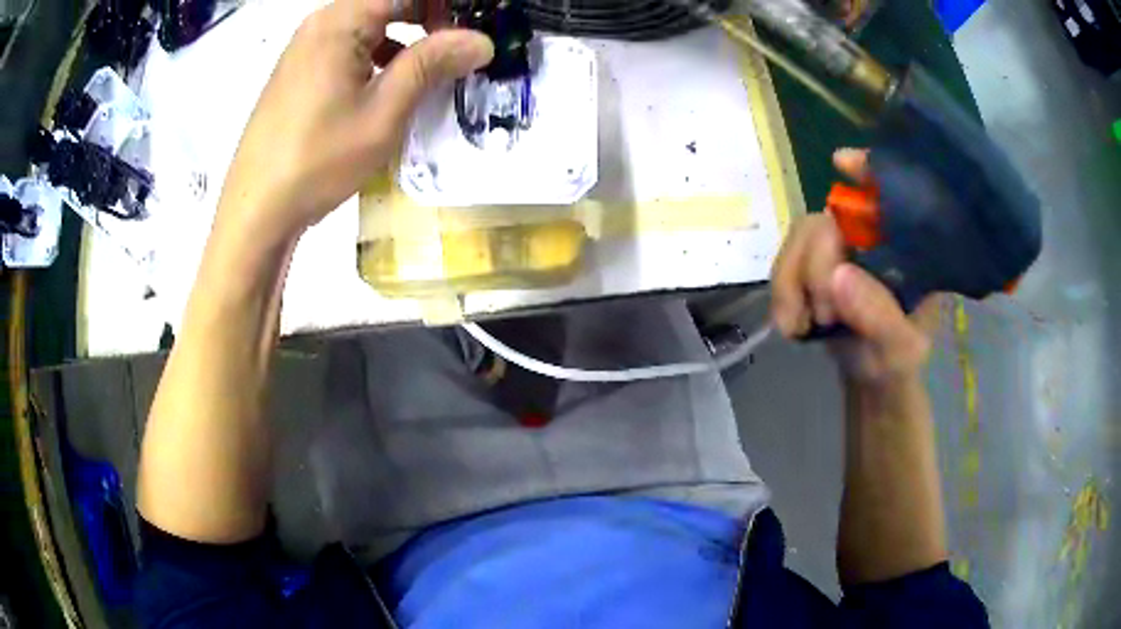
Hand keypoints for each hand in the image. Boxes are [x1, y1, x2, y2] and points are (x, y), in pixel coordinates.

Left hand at [216, 0, 492, 240]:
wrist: (256, 210)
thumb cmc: (318, 160)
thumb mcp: (383, 112)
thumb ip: (431, 65)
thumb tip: (481, 40)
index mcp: (340, 21)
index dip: (447, 7)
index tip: (475, 29)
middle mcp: (321, 24)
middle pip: (388, 3)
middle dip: (431, 18)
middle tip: (462, 48)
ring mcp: (305, 48)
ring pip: (369, 24)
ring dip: (406, 37)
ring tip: (435, 66)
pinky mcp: (299, 72)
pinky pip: (349, 46)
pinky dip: (378, 54)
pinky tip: (392, 84)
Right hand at [770, 149, 939, 385]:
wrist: (869, 383)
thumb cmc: (896, 363)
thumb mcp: (898, 350)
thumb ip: (878, 316)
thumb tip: (837, 276)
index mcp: (907, 247)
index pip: (892, 194)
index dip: (868, 170)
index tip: (841, 163)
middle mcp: (873, 237)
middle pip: (830, 219)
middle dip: (817, 265)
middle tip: (823, 316)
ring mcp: (840, 248)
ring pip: (801, 236)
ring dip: (792, 281)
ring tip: (800, 326)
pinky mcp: (813, 264)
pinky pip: (784, 259)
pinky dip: (781, 291)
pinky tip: (791, 324)